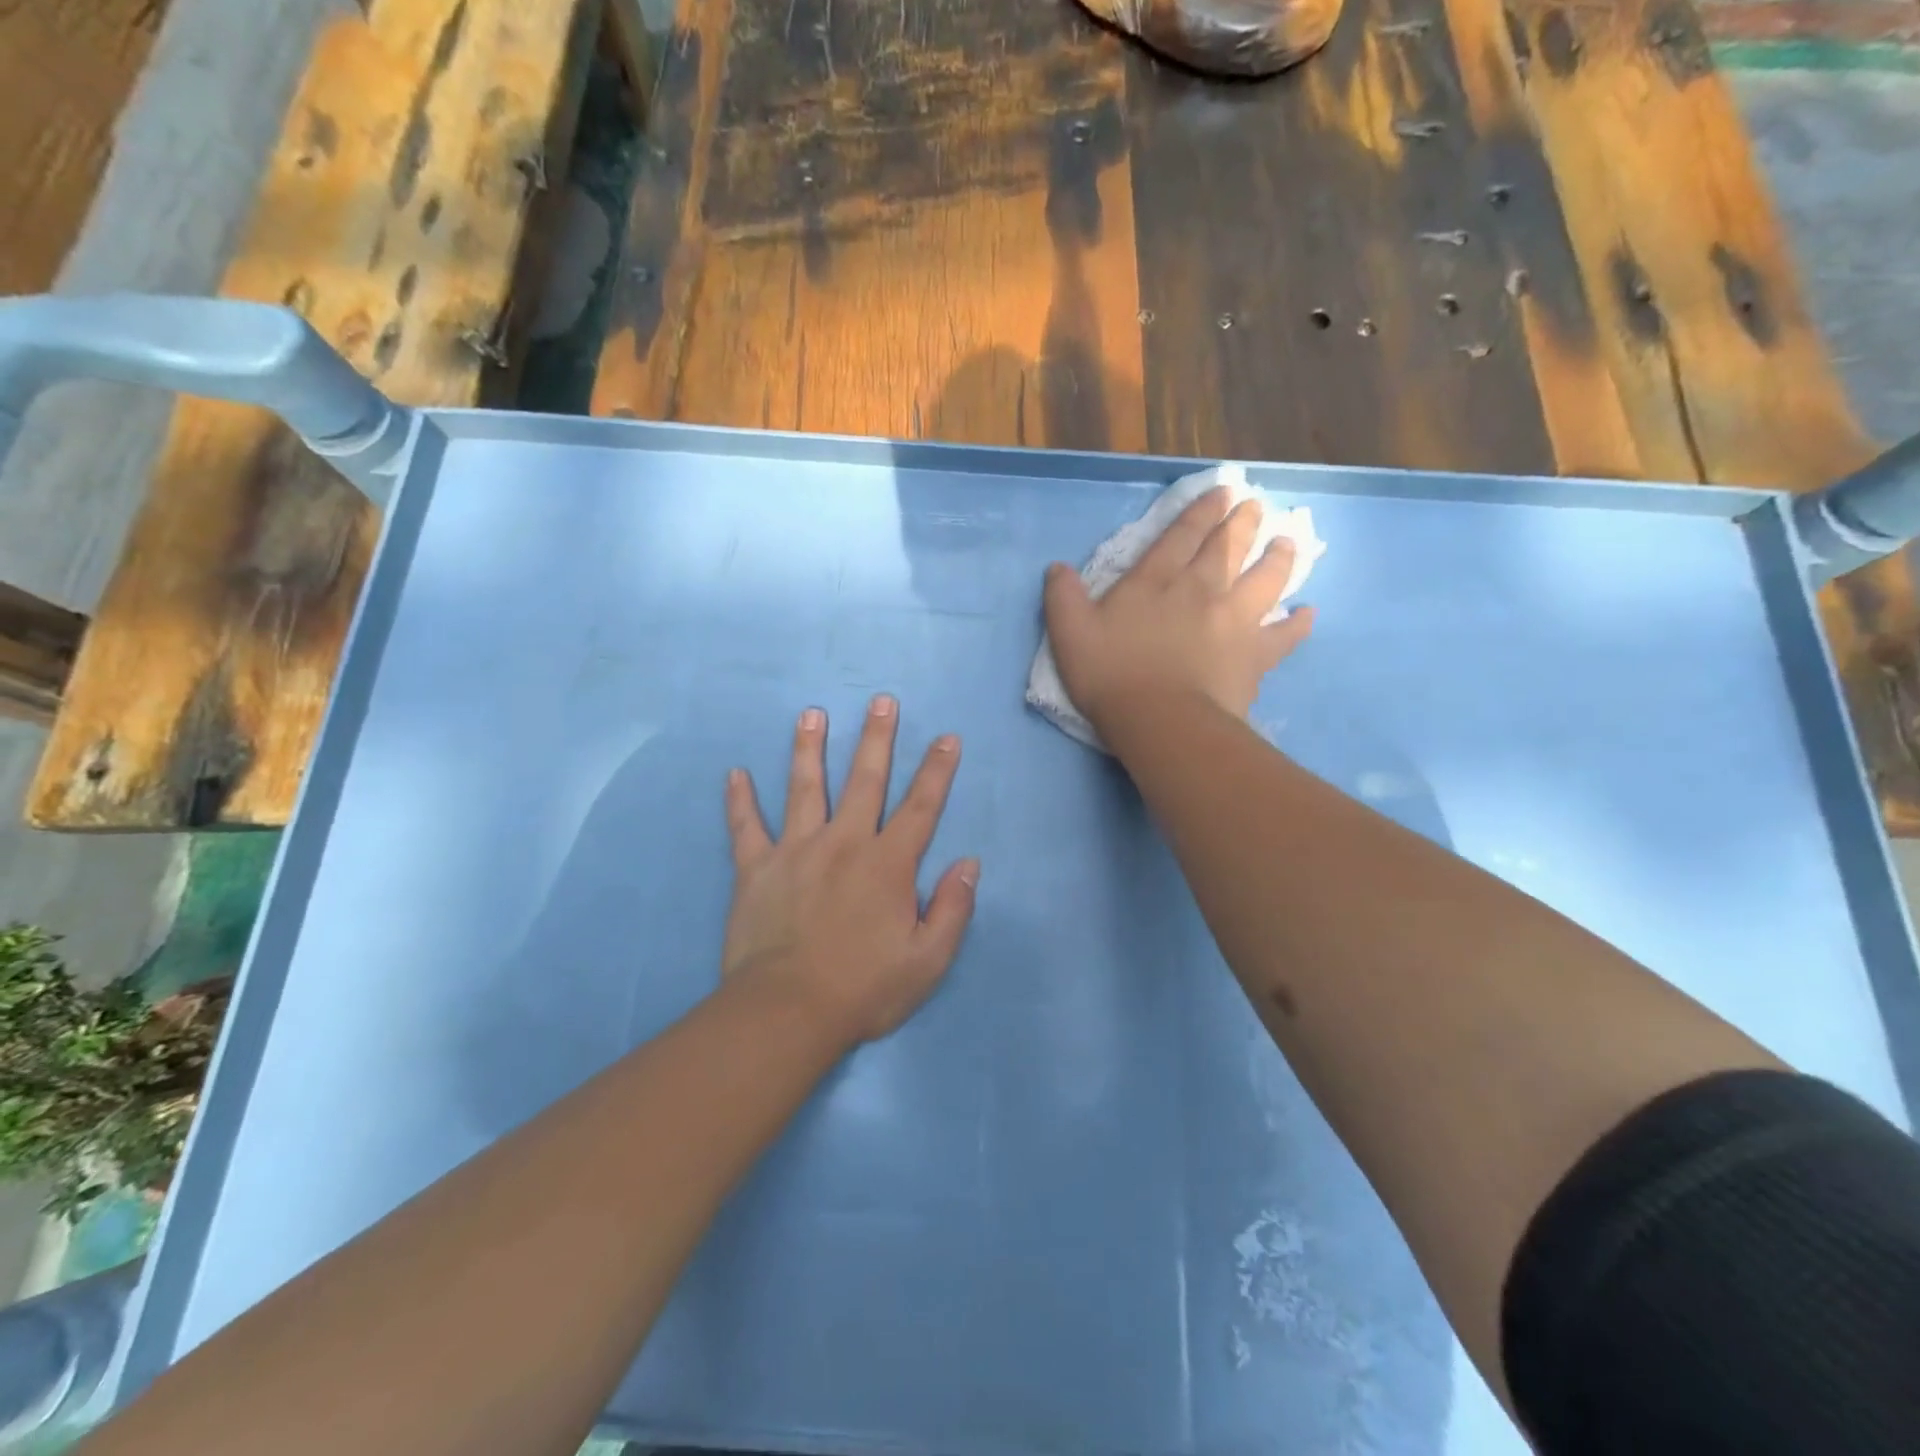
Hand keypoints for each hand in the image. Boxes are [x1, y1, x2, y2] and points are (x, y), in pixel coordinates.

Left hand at [722, 696, 979, 1045]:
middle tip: (881, 701)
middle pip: (864, 780)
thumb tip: (969, 863)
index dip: (937, 770)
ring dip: (809, 748)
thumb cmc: (863, 989)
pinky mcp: (756, 869)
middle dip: (876, 738)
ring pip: (805, 788)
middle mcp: (844, 844)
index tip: (947, 737)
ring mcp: (795, 851)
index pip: (921, 807)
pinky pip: (745, 827)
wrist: (786, 1012)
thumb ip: (952, 908)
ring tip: (811, 713)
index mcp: (887, 864)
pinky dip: (740, 801)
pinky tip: (735, 774)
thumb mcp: (927, 961)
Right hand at [1043, 487, 1313, 734]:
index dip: (1200, 511)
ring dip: (1277, 557)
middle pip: (1228, 547)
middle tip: (1254, 505)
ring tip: (1287, 542)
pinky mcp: (1255, 654)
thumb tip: (1057, 568)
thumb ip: (1063, 598)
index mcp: (1156, 581)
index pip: (1181, 536)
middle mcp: (1201, 590)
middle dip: (1242, 522)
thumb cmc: (1111, 676)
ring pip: (1265, 578)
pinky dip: (1298, 623)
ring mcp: (1234, 620)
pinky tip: (1307, 613)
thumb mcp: (1069, 634)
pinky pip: (1284, 634)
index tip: (1221, 491)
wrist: (1161, 721)